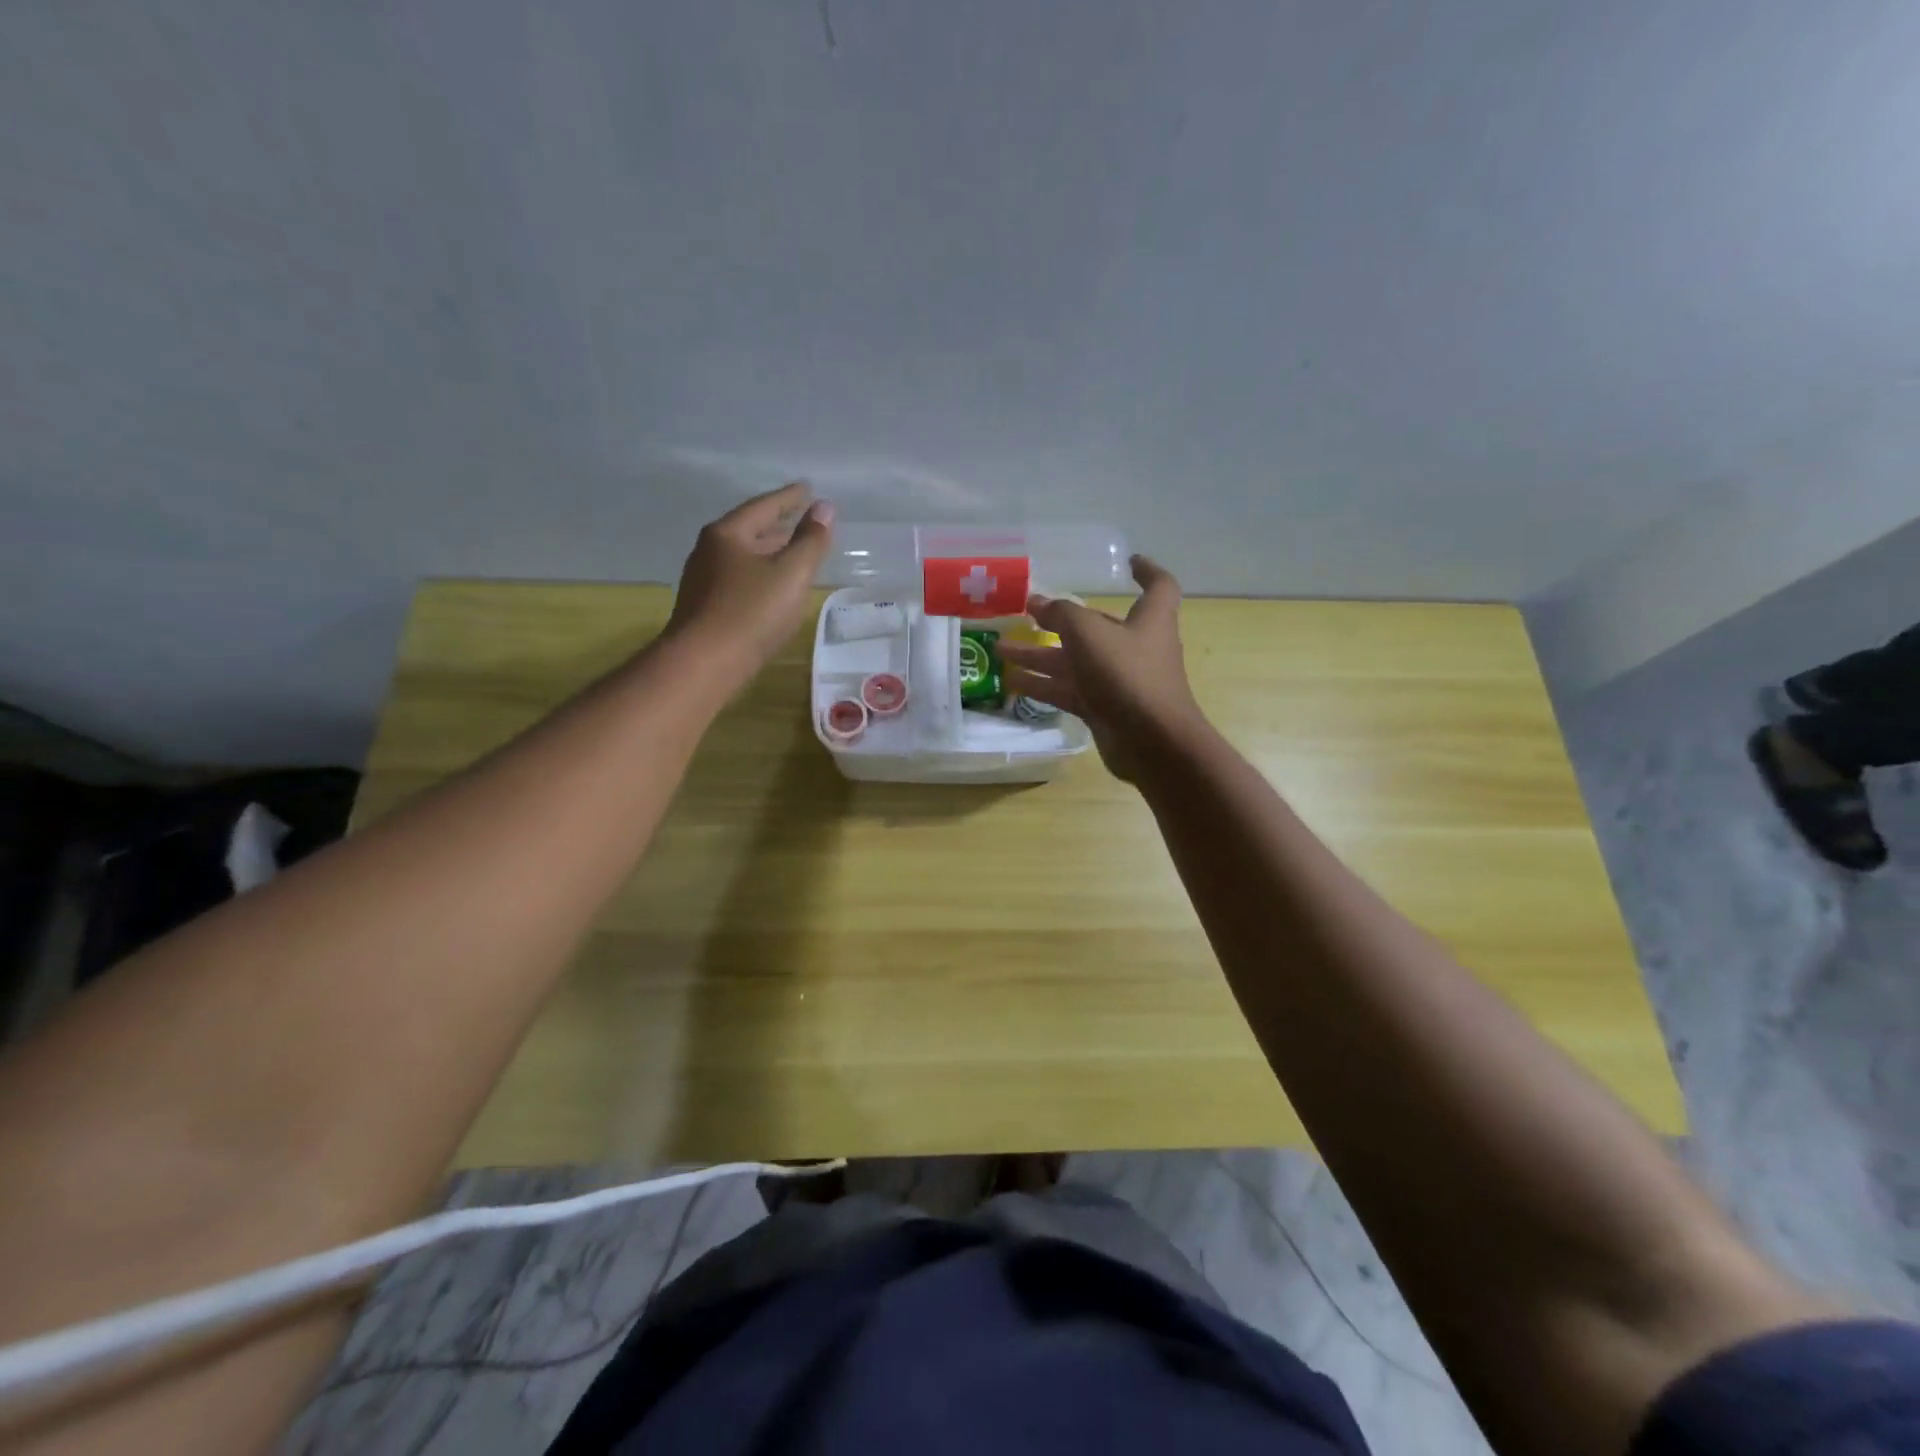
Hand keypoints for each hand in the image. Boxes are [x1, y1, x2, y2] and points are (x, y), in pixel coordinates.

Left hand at [665, 482, 833, 677]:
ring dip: (768, 551)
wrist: (703, 664)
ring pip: (743, 556)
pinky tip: (771, 588)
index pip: (763, 507)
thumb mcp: (791, 574)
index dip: (789, 498)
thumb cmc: (751, 613)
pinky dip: (759, 574)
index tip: (808, 489)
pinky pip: (739, 579)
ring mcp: (703, 581)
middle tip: (802, 519)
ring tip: (791, 552)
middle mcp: (708, 551)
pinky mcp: (704, 608)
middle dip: (777, 525)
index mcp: (727, 534)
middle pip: (749, 530)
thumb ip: (811, 541)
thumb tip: (824, 508)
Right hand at [998, 555, 1207, 780]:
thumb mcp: (1089, 633)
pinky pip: (1069, 690)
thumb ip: (1061, 613)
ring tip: (1001, 649)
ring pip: (1074, 662)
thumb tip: (1038, 602)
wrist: (1152, 742)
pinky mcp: (1104, 709)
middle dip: (1059, 620)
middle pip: (1096, 627)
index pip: (1158, 586)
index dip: (1146, 571)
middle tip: (1025, 614)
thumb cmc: (1127, 674)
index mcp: (1149, 619)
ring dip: (1039, 654)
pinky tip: (1012, 681)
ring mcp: (1119, 680)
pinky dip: (1043, 685)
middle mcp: (1136, 646)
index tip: (1127, 562)